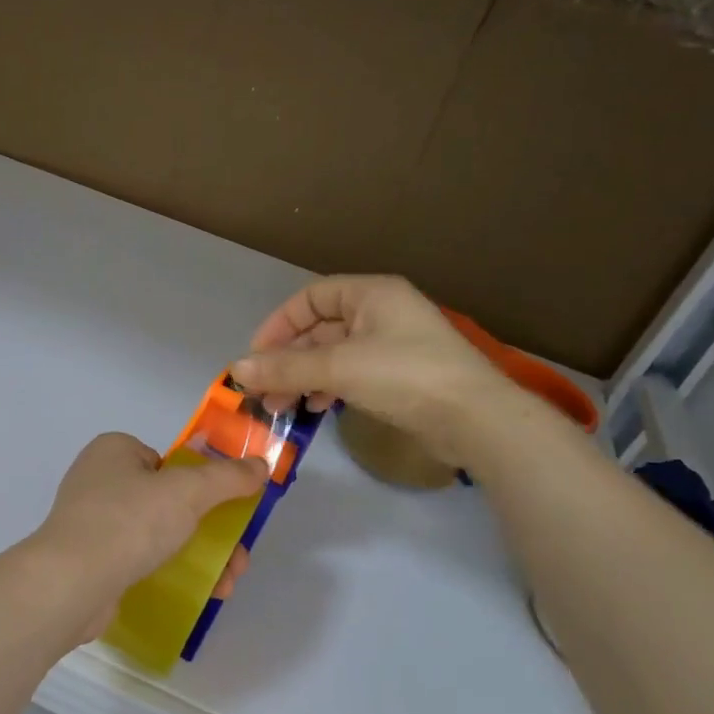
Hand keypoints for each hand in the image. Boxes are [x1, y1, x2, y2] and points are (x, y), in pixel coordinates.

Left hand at [22, 433, 267, 645]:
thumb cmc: (129, 521)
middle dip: (211, 528)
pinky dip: (171, 571)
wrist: (72, 583)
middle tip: (238, 556)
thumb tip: (260, 465)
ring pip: (158, 533)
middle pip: (169, 500)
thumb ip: (228, 477)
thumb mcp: (188, 491)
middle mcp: (99, 480)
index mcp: (114, 450)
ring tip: (228, 583)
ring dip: (200, 554)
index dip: (201, 482)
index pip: (168, 460)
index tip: (227, 508)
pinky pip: (139, 559)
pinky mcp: (90, 560)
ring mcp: (91, 522)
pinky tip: (199, 594)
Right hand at [232, 275, 515, 468]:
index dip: (279, 325)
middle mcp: (381, 312)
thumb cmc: (406, 376)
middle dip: (288, 360)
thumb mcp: (340, 368)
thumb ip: (286, 367)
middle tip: (264, 392)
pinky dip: (329, 387)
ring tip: (283, 406)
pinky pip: (351, 373)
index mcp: (371, 294)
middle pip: (320, 329)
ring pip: (333, 355)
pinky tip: (317, 408)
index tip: (258, 357)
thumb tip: (237, 369)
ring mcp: (392, 345)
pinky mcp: (400, 376)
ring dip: (304, 377)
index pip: (311, 298)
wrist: (476, 419)